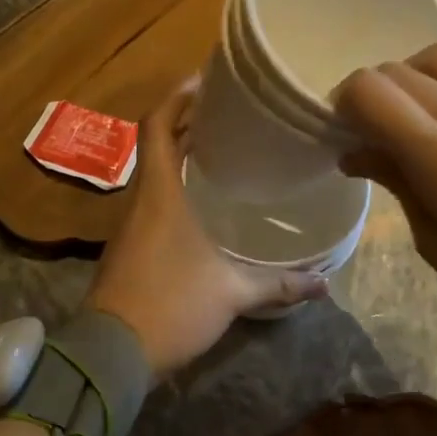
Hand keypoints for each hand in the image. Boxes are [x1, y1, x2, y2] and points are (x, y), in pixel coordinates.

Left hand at [85, 79, 327, 379]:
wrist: (111, 354)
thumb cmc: (172, 306)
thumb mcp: (232, 293)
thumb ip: (279, 284)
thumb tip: (325, 283)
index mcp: (160, 194)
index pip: (157, 126)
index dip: (177, 98)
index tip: (205, 81)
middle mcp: (141, 201)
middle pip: (157, 145)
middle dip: (187, 123)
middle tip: (229, 115)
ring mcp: (130, 226)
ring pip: (154, 175)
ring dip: (181, 157)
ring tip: (223, 151)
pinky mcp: (128, 249)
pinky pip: (153, 203)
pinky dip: (175, 189)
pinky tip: (204, 205)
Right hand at [335, 44, 436, 347]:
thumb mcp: (435, 242)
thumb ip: (397, 182)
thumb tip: (356, 153)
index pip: (374, 92)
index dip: (344, 103)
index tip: (340, 131)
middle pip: (403, 70)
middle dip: (372, 93)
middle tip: (366, 131)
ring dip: (411, 78)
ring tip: (407, 120)